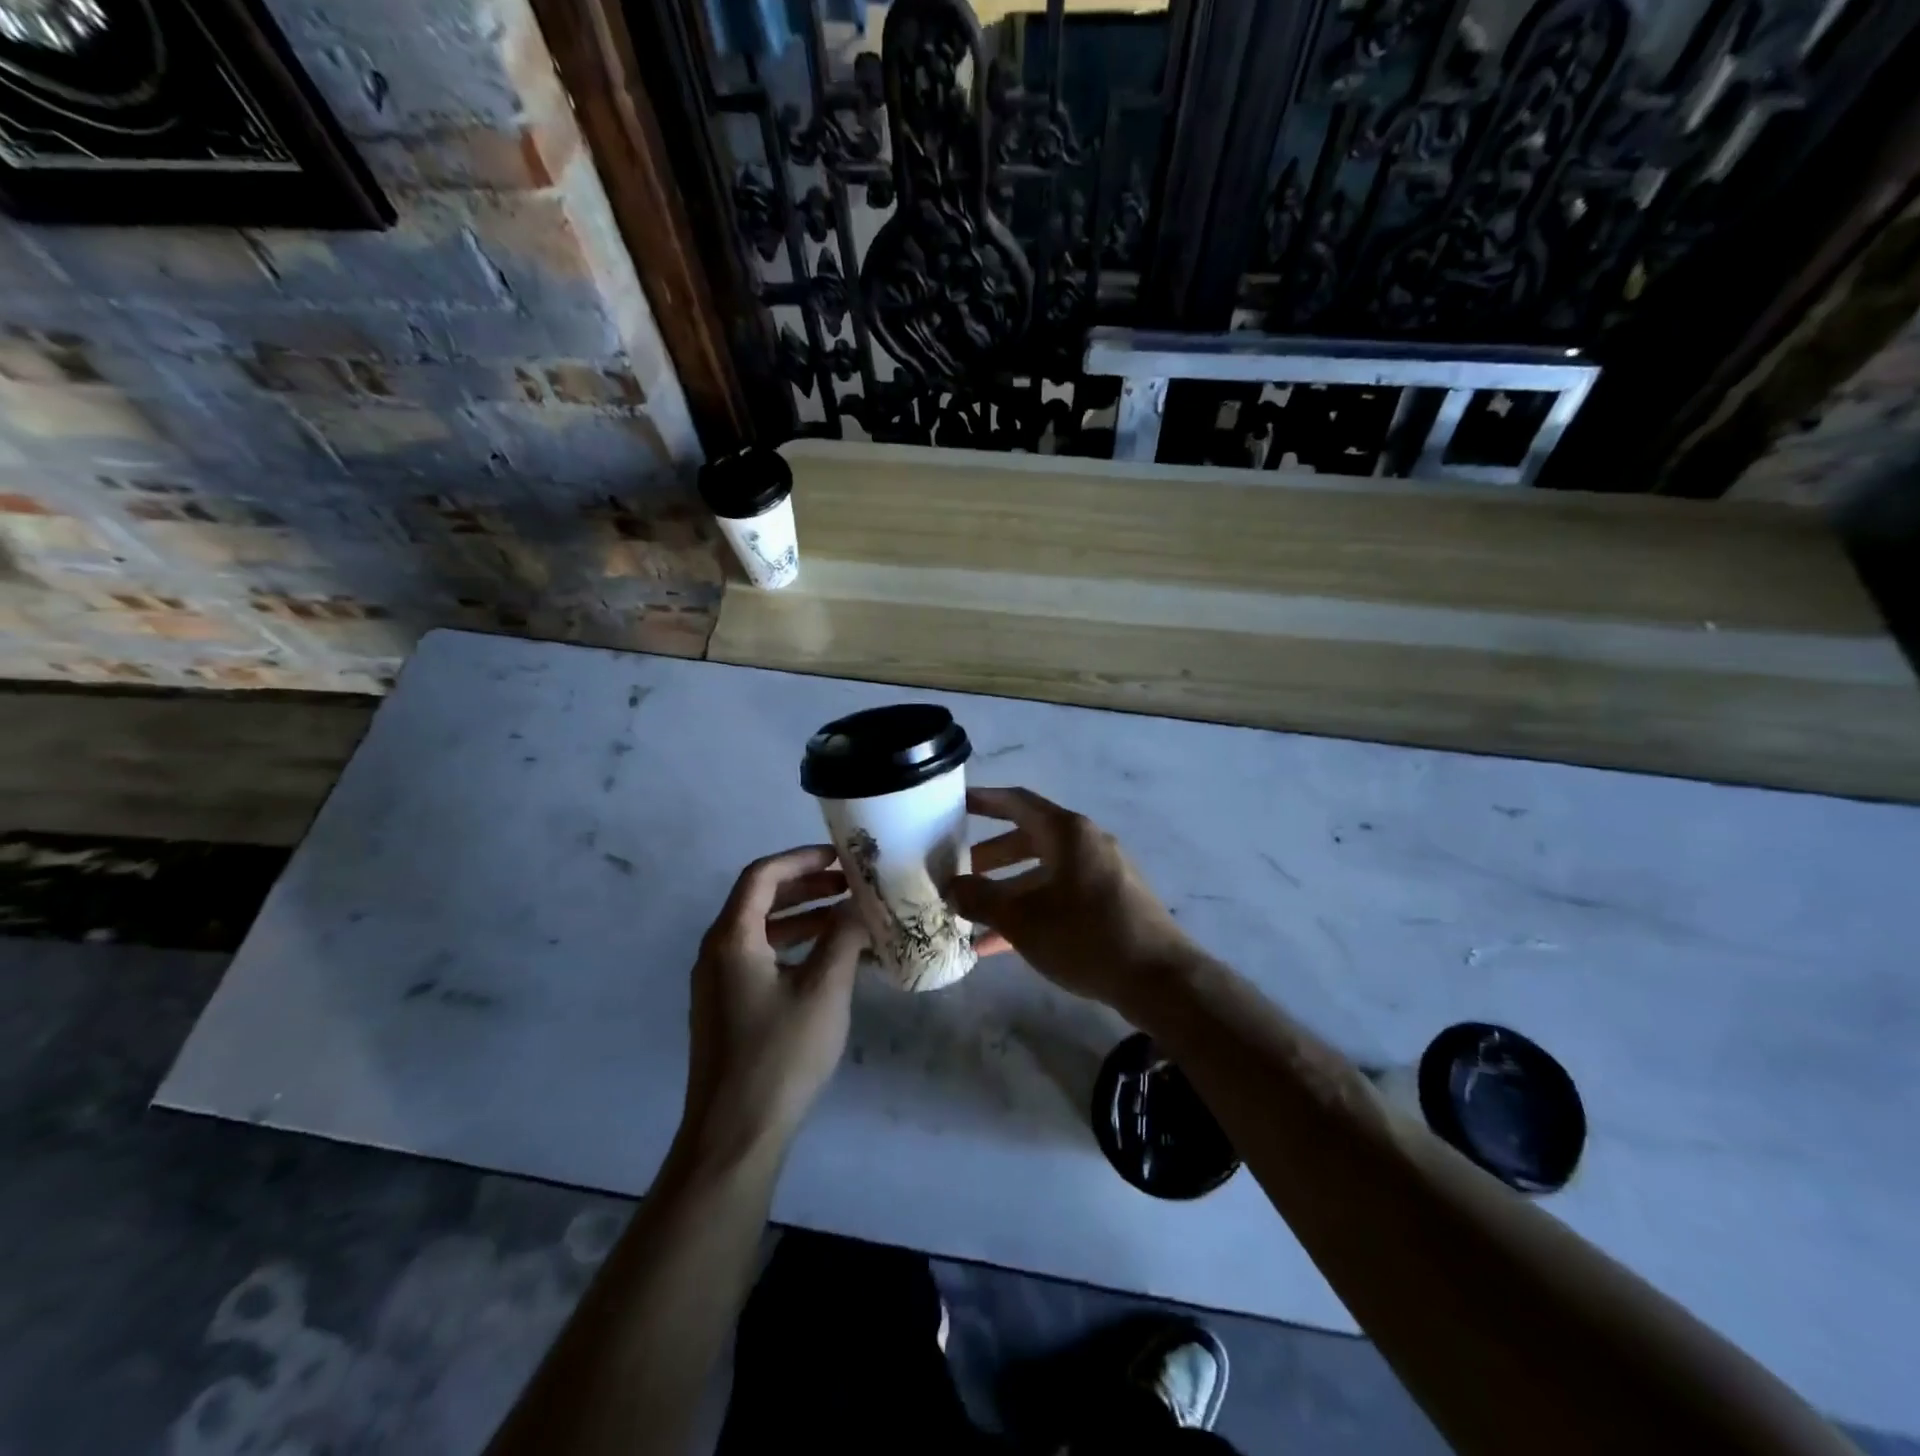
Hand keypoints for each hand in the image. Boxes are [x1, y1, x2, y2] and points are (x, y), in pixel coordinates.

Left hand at [677, 845, 868, 1171]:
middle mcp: (717, 953)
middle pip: (760, 901)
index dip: (801, 860)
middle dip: (807, 888)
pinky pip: (761, 959)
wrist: (735, 1135)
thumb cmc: (780, 1054)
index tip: (840, 859)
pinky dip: (795, 948)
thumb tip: (859, 907)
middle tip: (849, 886)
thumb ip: (844, 938)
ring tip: (848, 919)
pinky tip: (830, 962)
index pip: (762, 876)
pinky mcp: (727, 1009)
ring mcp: (719, 983)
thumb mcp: (824, 989)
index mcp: (732, 939)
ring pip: (762, 932)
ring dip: (804, 919)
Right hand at [948, 787, 1192, 1015]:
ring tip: (972, 915)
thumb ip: (981, 899)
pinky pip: (1061, 896)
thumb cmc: (1085, 935)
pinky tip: (1000, 945)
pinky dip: (1032, 910)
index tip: (954, 803)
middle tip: (959, 871)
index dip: (984, 800)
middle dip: (990, 856)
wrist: (1158, 978)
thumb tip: (952, 887)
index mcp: (1067, 832)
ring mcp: (1102, 873)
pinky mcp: (1111, 902)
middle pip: (1028, 838)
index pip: (1017, 802)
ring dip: (1008, 891)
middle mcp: (1086, 843)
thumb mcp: (1023, 919)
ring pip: (1043, 872)